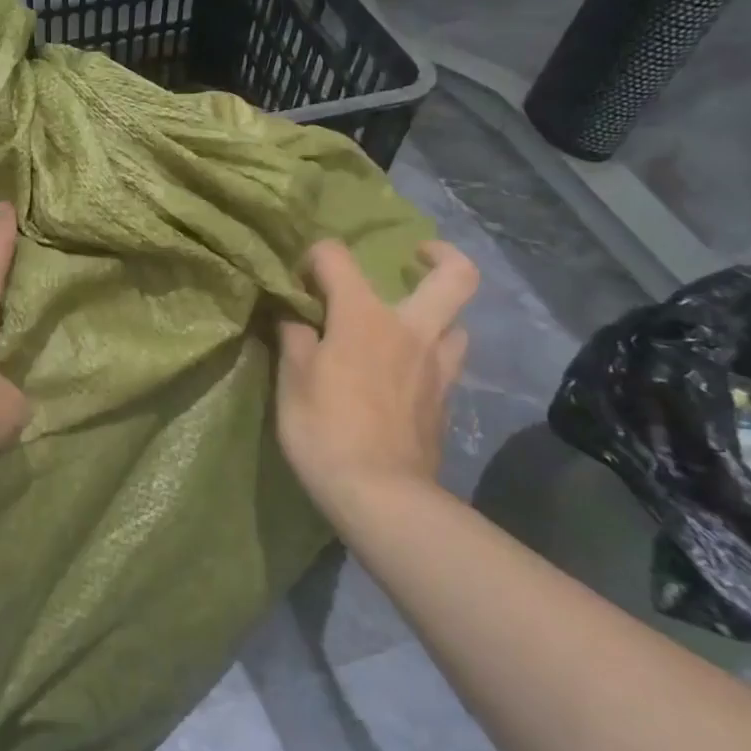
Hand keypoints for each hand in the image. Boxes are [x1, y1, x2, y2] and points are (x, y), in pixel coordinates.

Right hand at [276, 239, 477, 511]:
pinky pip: (447, 362)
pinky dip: (429, 355)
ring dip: (437, 314)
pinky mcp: (446, 401)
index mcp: (365, 316)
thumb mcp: (292, 378)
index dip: (314, 257)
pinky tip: (405, 372)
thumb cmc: (324, 428)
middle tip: (415, 256)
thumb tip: (294, 316)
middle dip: (440, 256)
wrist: (380, 494)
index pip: (338, 257)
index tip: (300, 278)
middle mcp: (411, 330)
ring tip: (407, 325)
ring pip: (458, 323)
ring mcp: (437, 367)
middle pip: (456, 277)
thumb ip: (294, 336)